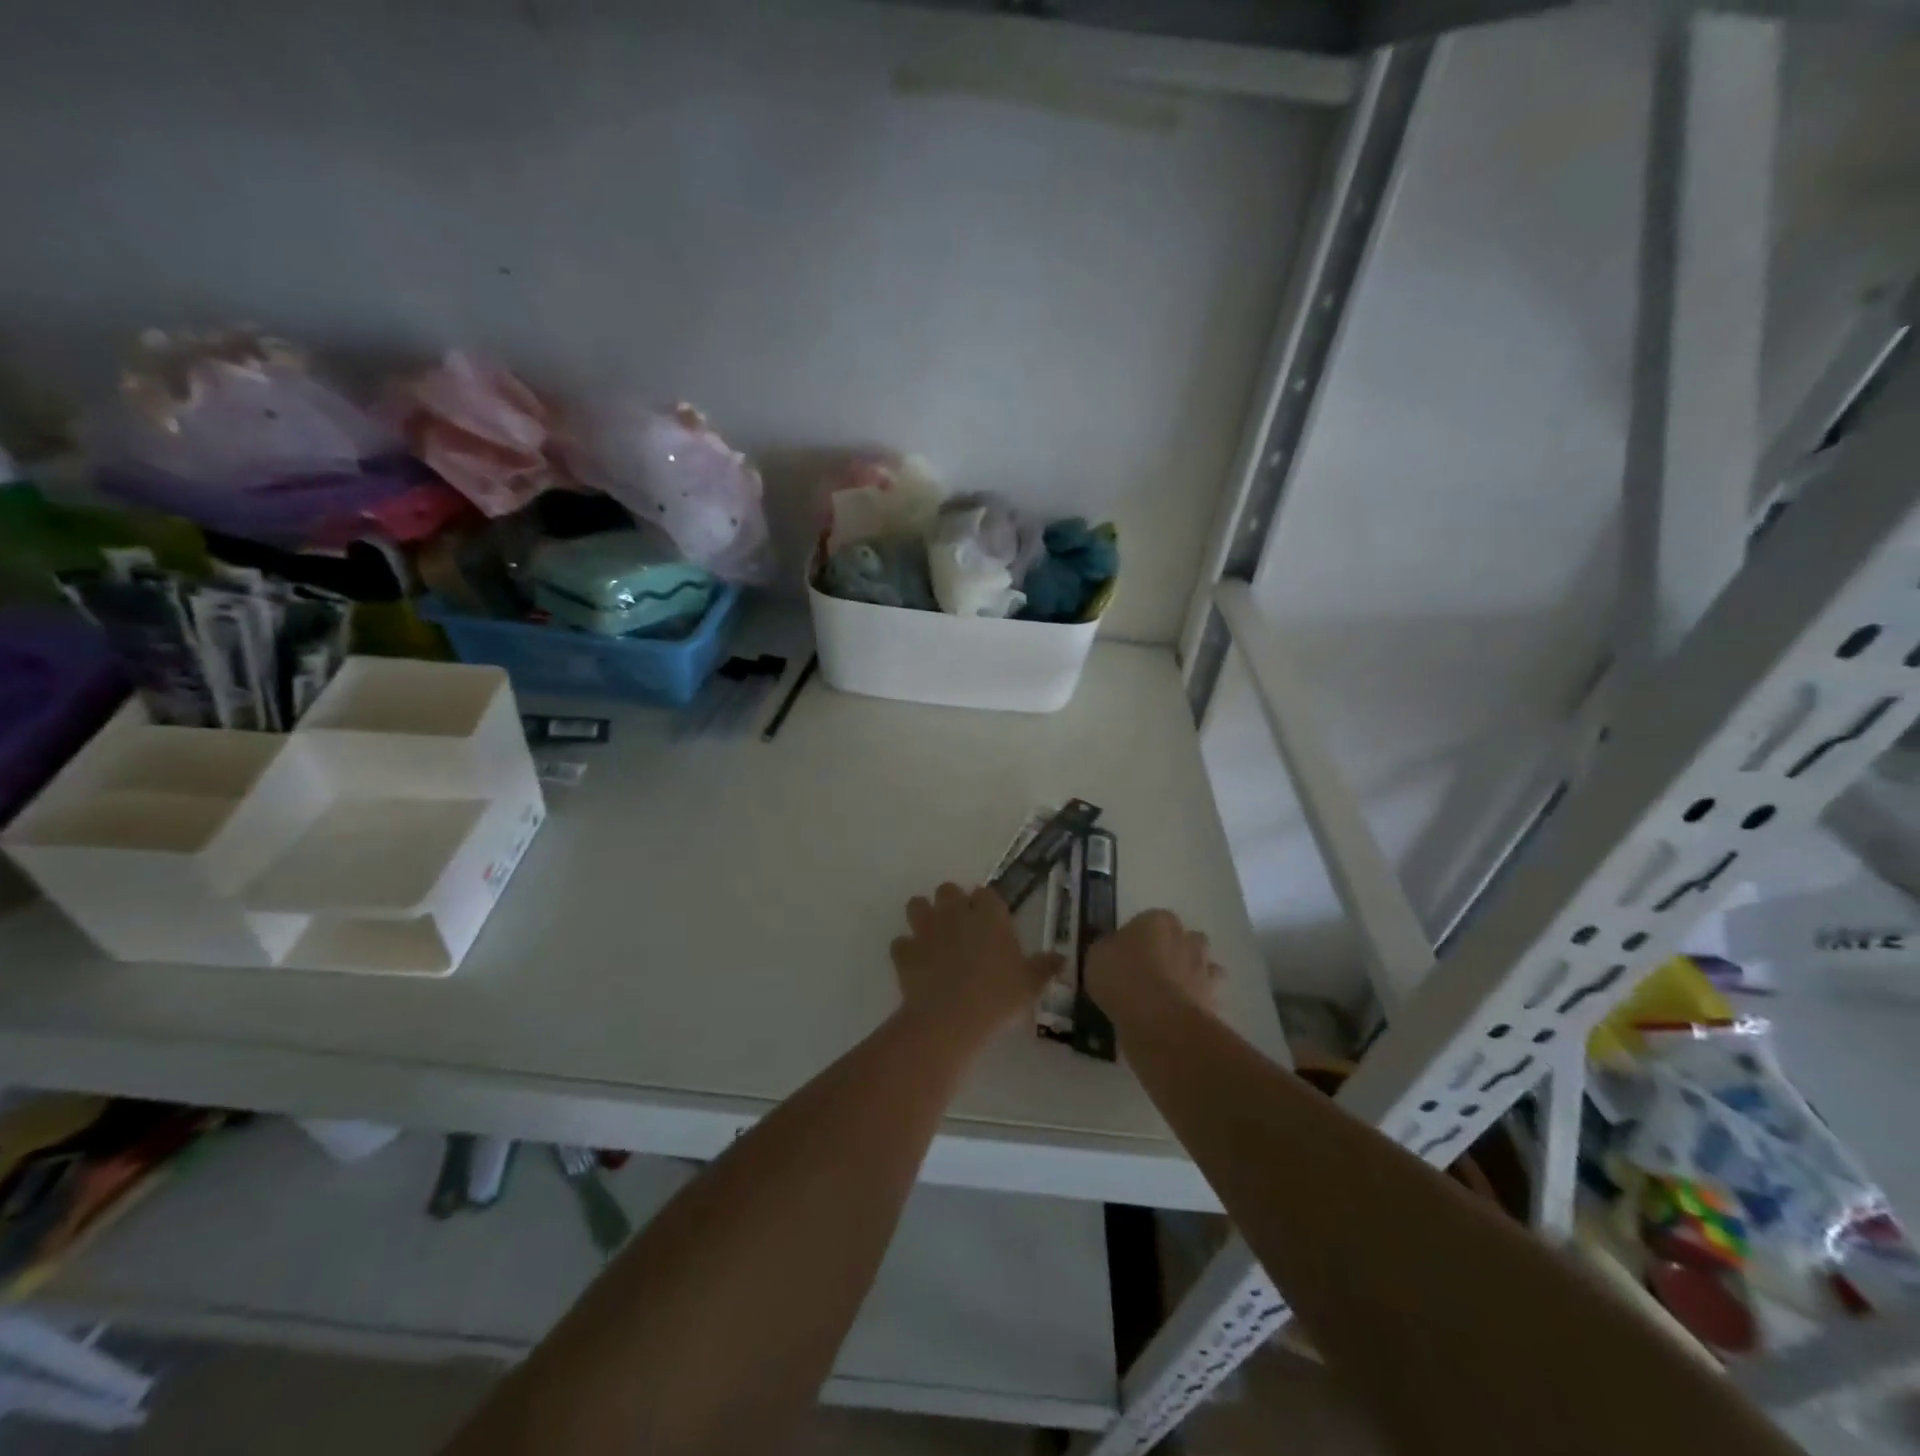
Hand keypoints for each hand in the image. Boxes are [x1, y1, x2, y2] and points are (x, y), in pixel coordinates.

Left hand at [891, 884, 1062, 1045]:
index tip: (991, 921)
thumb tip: (1061, 958)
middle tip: (962, 927)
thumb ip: (1045, 967)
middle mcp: (955, 913)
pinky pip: (900, 942)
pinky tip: (915, 964)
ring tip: (932, 936)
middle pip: (948, 890)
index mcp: (988, 915)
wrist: (951, 1019)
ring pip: (916, 905)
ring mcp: (926, 930)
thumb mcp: (1031, 984)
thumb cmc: (998, 997)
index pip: (986, 893)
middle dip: (952, 903)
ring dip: (923, 915)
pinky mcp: (904, 951)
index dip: (986, 905)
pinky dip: (906, 950)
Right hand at [1086, 909, 1220, 1017]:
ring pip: (1201, 966)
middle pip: (1183, 938)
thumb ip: (1110, 949)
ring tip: (1166, 995)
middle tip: (1150, 970)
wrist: (1158, 1020)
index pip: (1152, 919)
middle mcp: (1185, 938)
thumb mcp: (1097, 957)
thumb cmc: (1122, 977)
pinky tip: (1176, 1015)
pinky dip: (1195, 1003)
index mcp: (1157, 920)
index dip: (1140, 936)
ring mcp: (1203, 969)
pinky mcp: (1213, 999)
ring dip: (1190, 975)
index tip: (1128, 953)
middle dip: (1173, 950)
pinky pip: (1205, 996)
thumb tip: (1114, 951)